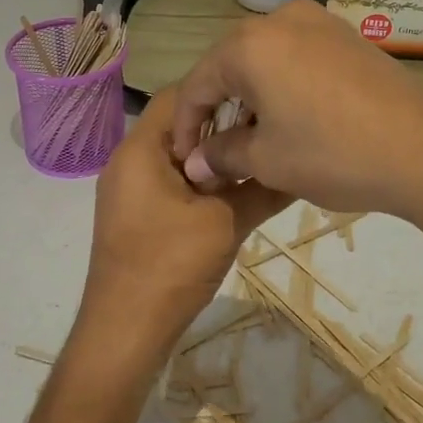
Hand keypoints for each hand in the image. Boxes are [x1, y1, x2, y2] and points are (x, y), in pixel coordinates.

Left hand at [76, 88, 289, 370]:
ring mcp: (129, 191)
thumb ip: (262, 189)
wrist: (124, 330)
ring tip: (256, 160)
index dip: (220, 91)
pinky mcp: (136, 215)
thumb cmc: (170, 265)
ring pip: (176, 156)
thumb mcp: (226, 222)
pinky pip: (170, 183)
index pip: (179, 96)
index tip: (260, 100)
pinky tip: (234, 195)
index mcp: (141, 150)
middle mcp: (128, 162)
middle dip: (221, 126)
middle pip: (178, 125)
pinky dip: (200, 183)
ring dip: (213, 158)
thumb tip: (298, 167)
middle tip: (265, 130)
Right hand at [169, 0, 422, 218]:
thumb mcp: (266, 160)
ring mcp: (319, 23)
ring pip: (265, 61)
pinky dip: (282, 87)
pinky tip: (290, 119)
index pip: (198, 83)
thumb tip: (195, 162)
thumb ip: (220, 154)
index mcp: (249, 44)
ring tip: (252, 139)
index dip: (186, 125)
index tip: (184, 159)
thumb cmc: (332, 153)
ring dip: (251, 98)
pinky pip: (297, 58)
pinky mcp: (347, 37)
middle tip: (215, 150)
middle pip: (230, 66)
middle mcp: (280, 19)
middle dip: (219, 109)